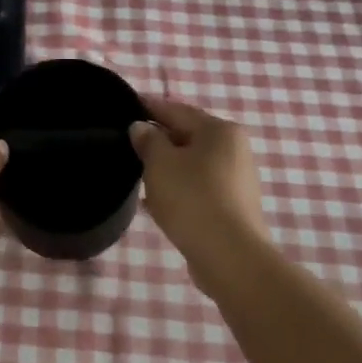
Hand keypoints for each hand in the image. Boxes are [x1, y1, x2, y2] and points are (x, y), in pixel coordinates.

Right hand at [129, 96, 268, 266]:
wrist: (229, 256)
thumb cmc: (192, 198)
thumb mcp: (160, 163)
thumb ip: (148, 140)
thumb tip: (141, 128)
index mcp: (220, 130)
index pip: (176, 110)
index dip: (148, 107)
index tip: (124, 106)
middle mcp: (234, 149)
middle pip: (187, 136)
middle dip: (158, 140)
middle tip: (127, 144)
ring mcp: (237, 179)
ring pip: (192, 164)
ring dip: (167, 167)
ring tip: (138, 174)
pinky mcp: (233, 206)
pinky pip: (199, 187)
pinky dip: (178, 188)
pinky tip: (157, 201)